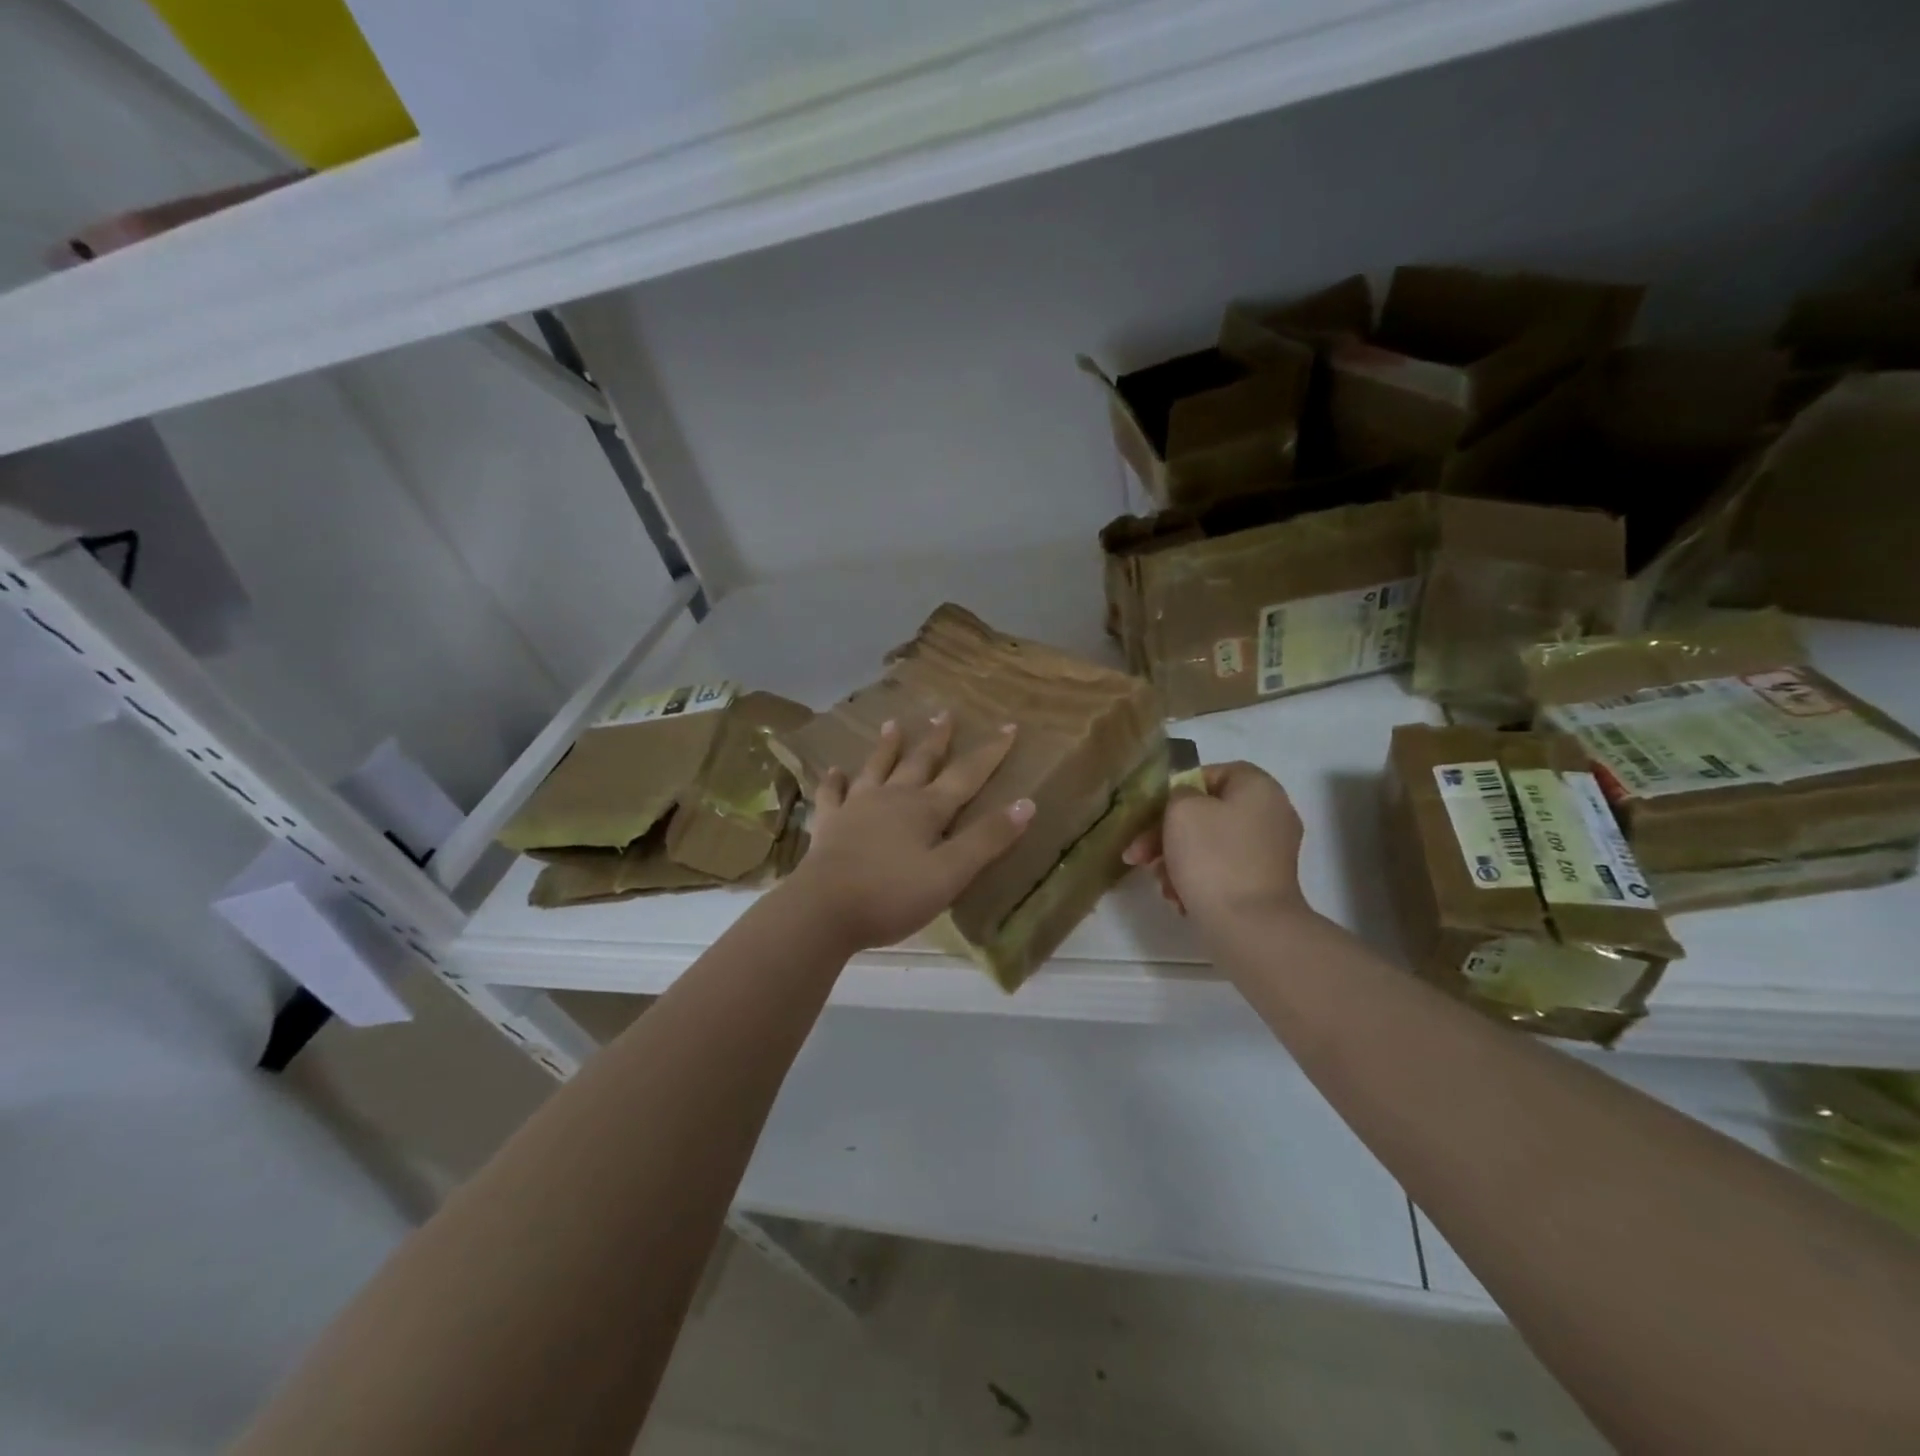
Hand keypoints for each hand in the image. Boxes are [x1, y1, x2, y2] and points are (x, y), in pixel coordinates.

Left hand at [788, 713, 1034, 952]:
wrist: (824, 909)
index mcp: (926, 809)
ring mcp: (857, 808)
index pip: (966, 775)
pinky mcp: (830, 824)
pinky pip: (832, 795)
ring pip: (877, 768)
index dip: (990, 752)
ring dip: (887, 747)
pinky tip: (834, 771)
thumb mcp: (950, 874)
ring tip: (893, 724)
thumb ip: (987, 840)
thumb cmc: (892, 895)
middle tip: (945, 714)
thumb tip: (1026, 803)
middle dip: (937, 739)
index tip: (1008, 726)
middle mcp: (893, 798)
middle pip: (920, 762)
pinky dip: (835, 781)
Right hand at [1123, 761, 1307, 923]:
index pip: (1213, 773)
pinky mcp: (1264, 883)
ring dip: (1176, 860)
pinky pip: (1223, 869)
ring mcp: (1270, 852)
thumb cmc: (1213, 858)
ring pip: (1210, 844)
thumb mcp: (1181, 810)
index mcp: (1258, 788)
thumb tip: (1188, 802)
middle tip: (1138, 856)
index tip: (1154, 813)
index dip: (1179, 789)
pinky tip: (1179, 899)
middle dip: (1166, 834)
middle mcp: (1272, 814)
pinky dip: (1198, 879)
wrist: (1249, 926)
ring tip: (1160, 884)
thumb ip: (1178, 793)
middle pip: (1208, 812)